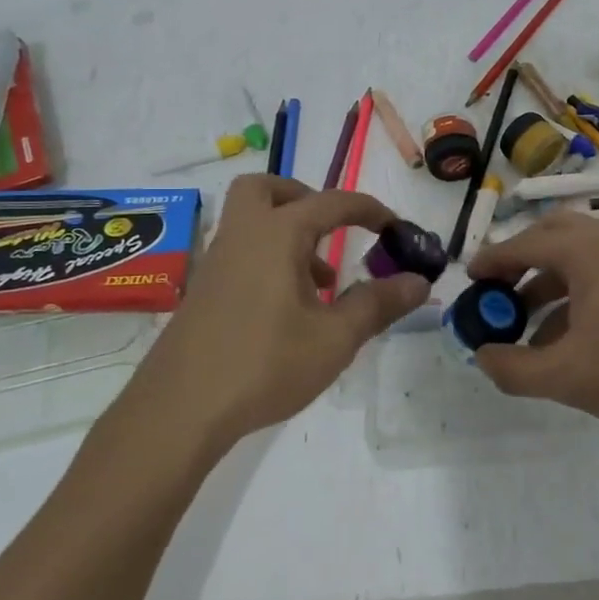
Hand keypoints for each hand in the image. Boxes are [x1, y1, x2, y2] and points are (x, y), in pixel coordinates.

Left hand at [113, 175, 429, 454]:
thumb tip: (419, 281)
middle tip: (330, 230)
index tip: (395, 228)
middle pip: (265, 189)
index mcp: (276, 234)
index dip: (369, 209)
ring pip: (250, 223)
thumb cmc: (264, 364)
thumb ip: (378, 304)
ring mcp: (216, 264)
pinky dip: (268, 261)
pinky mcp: (203, 292)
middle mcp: (242, 236)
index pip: (331, 202)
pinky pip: (240, 254)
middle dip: (303, 198)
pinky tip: (288, 311)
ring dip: (288, 235)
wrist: (179, 410)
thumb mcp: (334, 338)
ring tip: (322, 284)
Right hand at [465, 211, 598, 449]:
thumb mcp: (566, 377)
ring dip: (547, 282)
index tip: (469, 278)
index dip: (493, 259)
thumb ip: (513, 368)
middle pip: (556, 234)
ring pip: (580, 258)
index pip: (529, 243)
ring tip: (523, 323)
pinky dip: (574, 296)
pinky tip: (563, 339)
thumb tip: (482, 356)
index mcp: (592, 253)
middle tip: (497, 288)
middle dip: (522, 259)